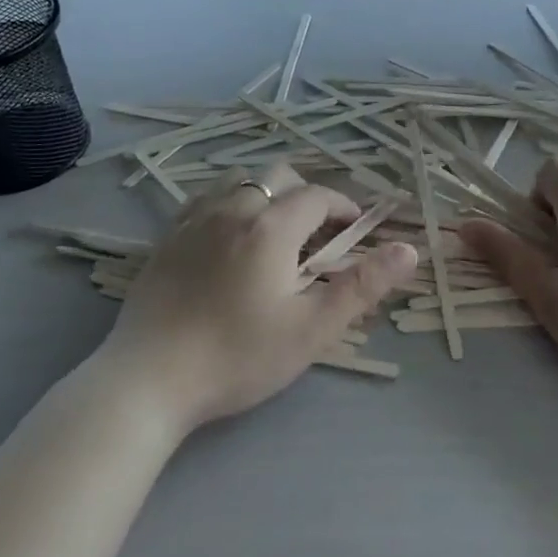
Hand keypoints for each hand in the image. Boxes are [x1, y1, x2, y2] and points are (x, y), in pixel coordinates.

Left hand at [99, 163, 416, 434]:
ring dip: (266, 194)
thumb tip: (409, 250)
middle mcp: (233, 210)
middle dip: (307, 195)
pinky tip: (228, 236)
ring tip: (274, 232)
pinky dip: (229, 204)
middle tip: (318, 234)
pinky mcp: (167, 237)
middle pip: (279, 176)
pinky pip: (206, 199)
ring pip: (240, 181)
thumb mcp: (311, 330)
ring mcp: (195, 220)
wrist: (148, 380)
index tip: (355, 229)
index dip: (343, 206)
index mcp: (271, 227)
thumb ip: (362, 286)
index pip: (317, 196)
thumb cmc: (237, 357)